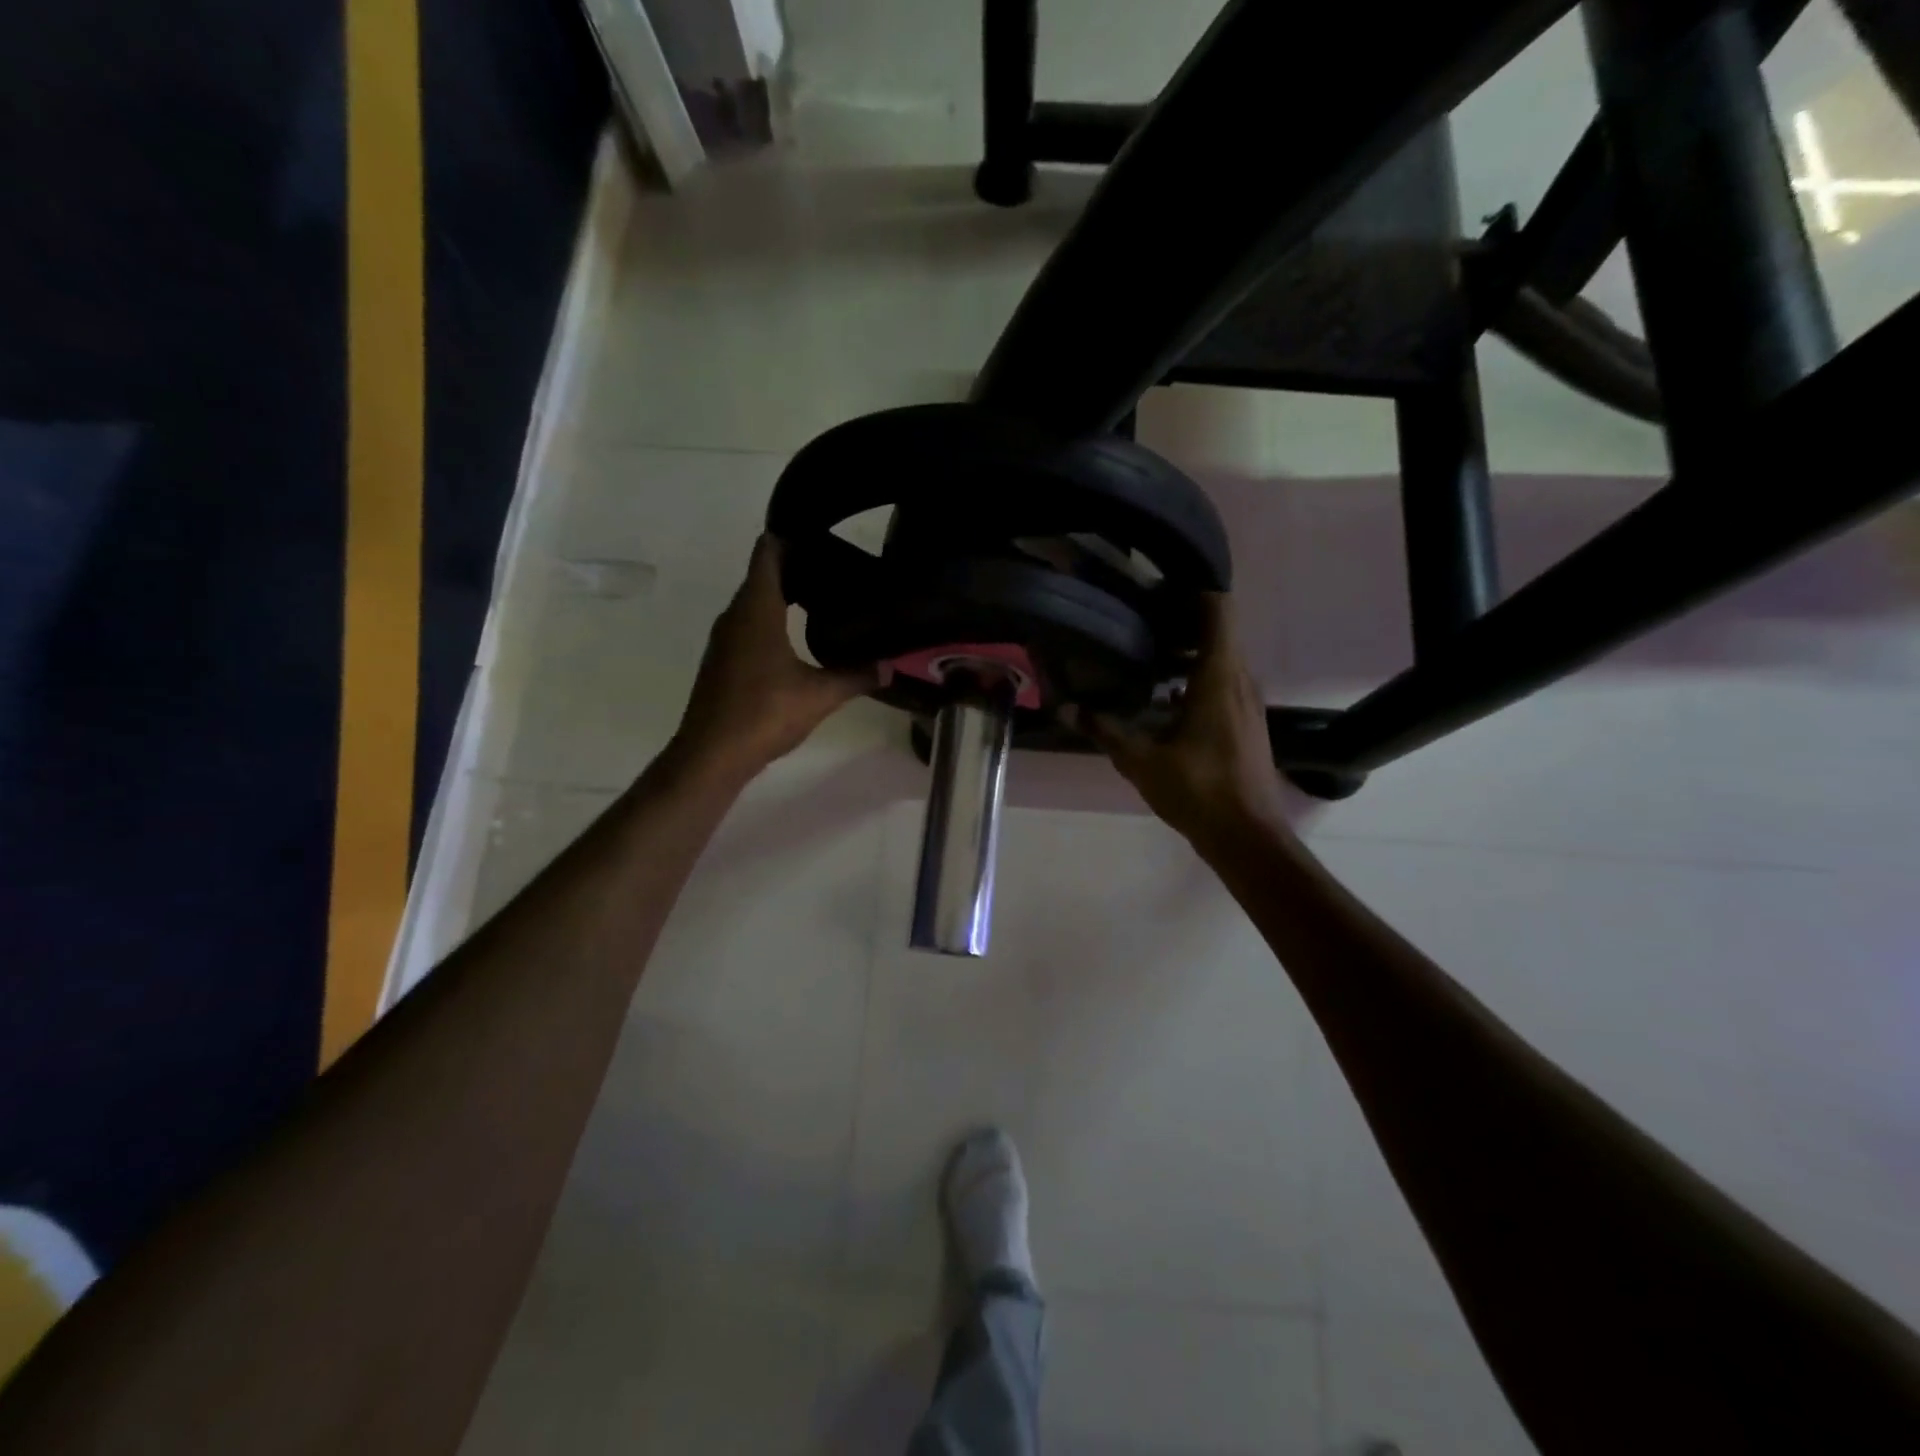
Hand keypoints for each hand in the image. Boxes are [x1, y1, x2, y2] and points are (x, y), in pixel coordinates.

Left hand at [671, 536, 877, 780]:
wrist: (711, 754)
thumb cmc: (764, 713)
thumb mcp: (820, 695)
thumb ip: (856, 675)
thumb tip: (890, 666)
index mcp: (756, 609)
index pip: (767, 552)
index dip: (791, 538)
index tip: (821, 539)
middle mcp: (735, 615)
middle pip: (762, 575)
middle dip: (795, 568)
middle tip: (835, 573)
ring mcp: (725, 639)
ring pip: (754, 602)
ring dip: (782, 596)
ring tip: (822, 601)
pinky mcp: (722, 661)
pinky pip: (748, 625)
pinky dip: (771, 620)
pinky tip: (796, 640)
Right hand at [1079, 594, 1287, 848]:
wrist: (1248, 837)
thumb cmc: (1199, 791)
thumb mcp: (1141, 760)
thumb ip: (1103, 730)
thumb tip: (1064, 709)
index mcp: (1219, 676)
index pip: (1217, 608)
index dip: (1190, 590)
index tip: (1154, 589)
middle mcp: (1240, 679)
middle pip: (1217, 627)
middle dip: (1180, 617)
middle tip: (1136, 617)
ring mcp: (1247, 701)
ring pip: (1221, 655)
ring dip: (1187, 648)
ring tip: (1144, 650)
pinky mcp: (1246, 721)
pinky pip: (1222, 680)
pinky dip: (1195, 675)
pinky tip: (1163, 695)